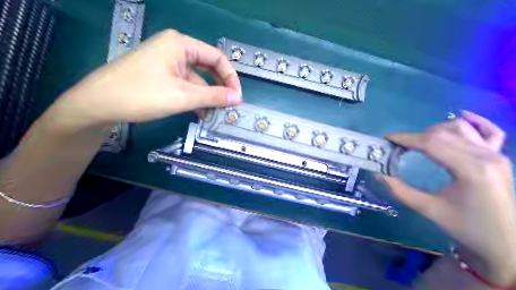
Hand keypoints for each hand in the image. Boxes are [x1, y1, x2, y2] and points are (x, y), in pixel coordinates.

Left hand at [43, 30, 241, 130]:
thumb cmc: (142, 95)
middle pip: (208, 67)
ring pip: (197, 78)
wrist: (98, 103)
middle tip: (228, 106)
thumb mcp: (183, 96)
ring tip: (215, 114)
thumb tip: (237, 98)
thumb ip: (213, 97)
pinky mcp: (160, 74)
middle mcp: (175, 48)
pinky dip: (194, 97)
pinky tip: (200, 112)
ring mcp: (166, 61)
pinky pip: (185, 84)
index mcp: (181, 45)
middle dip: (219, 87)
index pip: (217, 58)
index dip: (231, 78)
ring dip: (207, 95)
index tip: (237, 98)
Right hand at [378, 111, 515, 285]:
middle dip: (416, 136)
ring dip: (436, 130)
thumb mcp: (428, 210)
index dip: (406, 138)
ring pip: (461, 128)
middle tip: (398, 145)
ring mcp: (496, 154)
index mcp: (470, 170)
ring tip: (419, 141)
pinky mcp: (500, 157)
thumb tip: (378, 175)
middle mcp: (486, 156)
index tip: (388, 139)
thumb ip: (400, 190)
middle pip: (443, 133)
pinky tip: (462, 116)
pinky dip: (476, 121)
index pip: (432, 143)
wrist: (504, 244)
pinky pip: (490, 131)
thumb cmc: (465, 228)